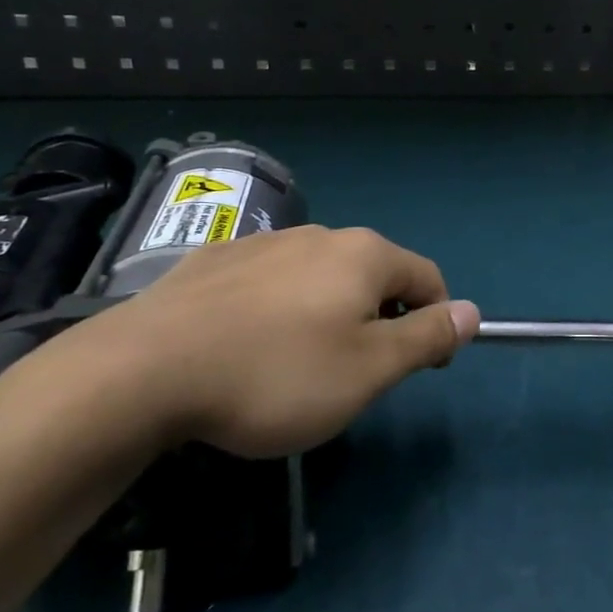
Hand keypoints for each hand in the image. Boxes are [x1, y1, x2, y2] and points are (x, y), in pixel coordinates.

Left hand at [54, 225, 478, 458]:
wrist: (141, 372)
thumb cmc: (275, 375)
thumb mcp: (369, 370)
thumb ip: (426, 337)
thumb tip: (471, 312)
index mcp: (365, 255)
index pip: (428, 279)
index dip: (436, 322)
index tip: (420, 367)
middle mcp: (320, 236)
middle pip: (373, 274)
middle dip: (380, 319)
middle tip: (355, 374)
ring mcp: (263, 243)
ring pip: (319, 277)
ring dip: (328, 312)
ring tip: (296, 364)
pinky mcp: (214, 260)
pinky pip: (269, 282)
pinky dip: (278, 309)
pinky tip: (245, 345)